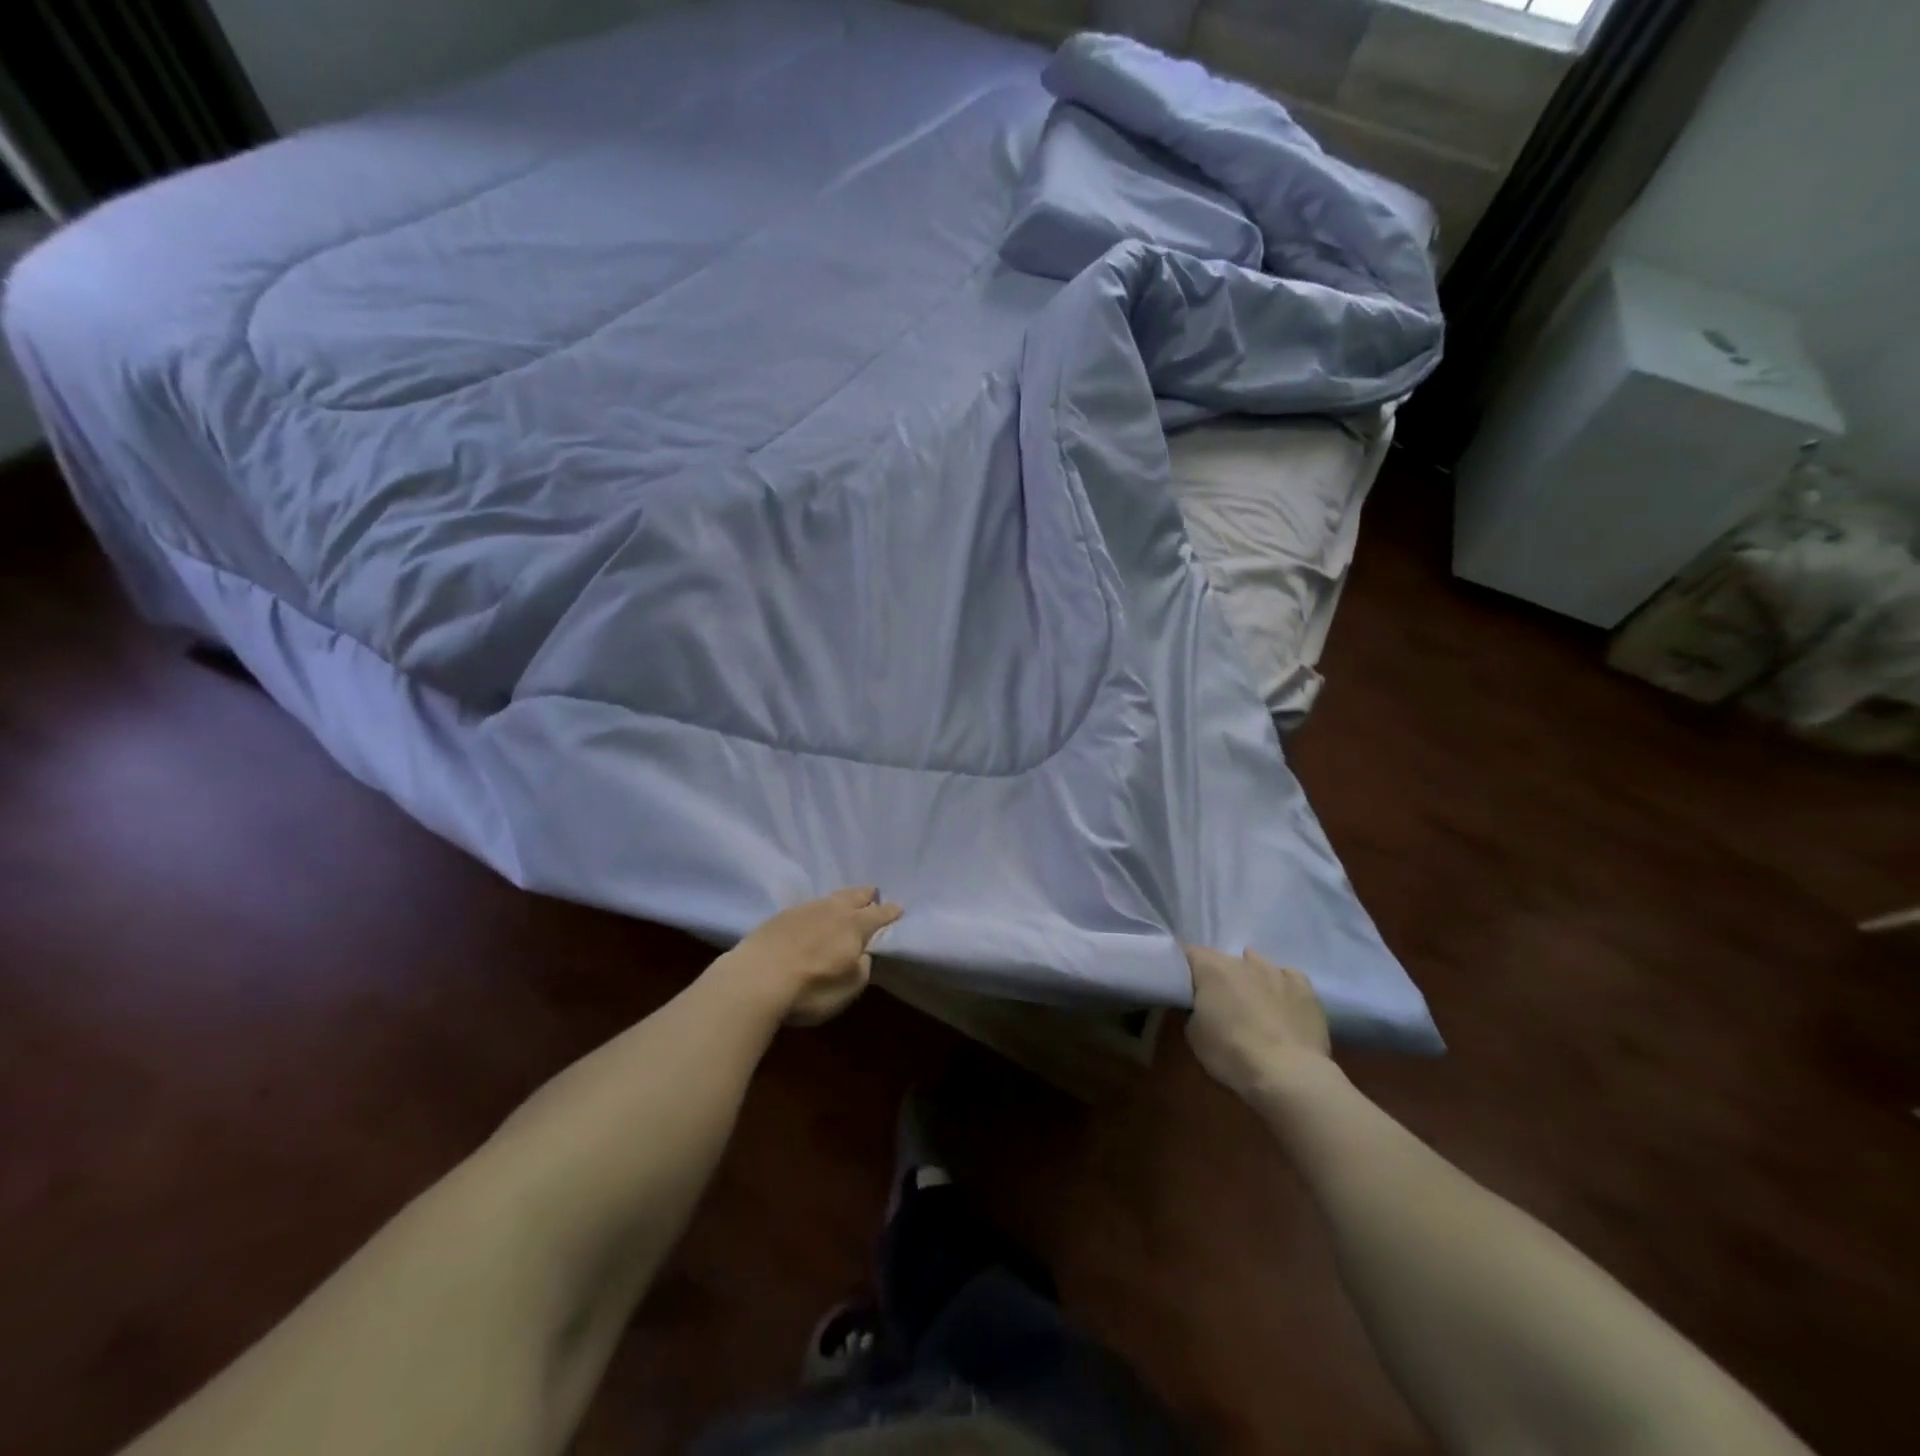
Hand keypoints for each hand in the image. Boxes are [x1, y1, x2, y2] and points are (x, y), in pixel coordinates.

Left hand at [713, 888, 903, 1026]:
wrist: (754, 980)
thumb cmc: (810, 989)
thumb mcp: (848, 989)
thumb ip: (861, 968)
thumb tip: (862, 954)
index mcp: (854, 925)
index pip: (879, 914)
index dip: (891, 912)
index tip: (899, 908)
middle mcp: (832, 910)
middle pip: (854, 895)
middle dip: (866, 895)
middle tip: (872, 894)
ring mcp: (804, 909)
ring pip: (830, 898)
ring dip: (841, 900)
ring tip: (844, 903)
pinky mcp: (780, 916)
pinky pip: (808, 906)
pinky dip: (817, 909)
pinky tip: (813, 917)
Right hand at [1184, 946, 1331, 1100]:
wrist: (1289, 1074)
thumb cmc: (1232, 1054)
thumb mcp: (1194, 1036)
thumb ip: (1193, 1011)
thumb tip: (1200, 1006)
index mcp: (1211, 968)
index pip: (1189, 952)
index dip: (1184, 965)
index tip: (1183, 982)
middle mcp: (1242, 962)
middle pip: (1224, 959)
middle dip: (1218, 976)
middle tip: (1217, 1000)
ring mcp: (1276, 972)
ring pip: (1257, 964)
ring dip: (1249, 977)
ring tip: (1251, 1001)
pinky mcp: (1305, 988)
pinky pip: (1287, 977)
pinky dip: (1280, 986)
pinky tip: (1281, 1002)